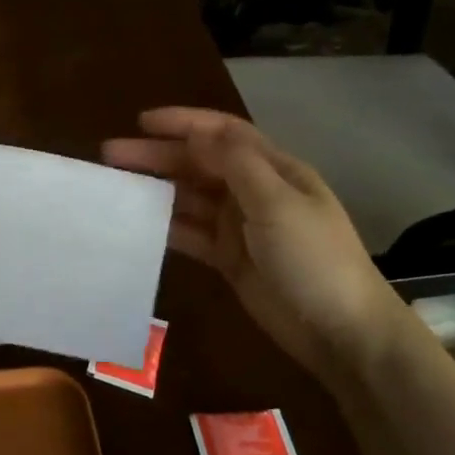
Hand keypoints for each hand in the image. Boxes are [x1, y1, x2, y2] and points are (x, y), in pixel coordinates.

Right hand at [103, 107, 412, 378]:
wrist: (343, 333)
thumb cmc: (314, 259)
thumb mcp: (277, 204)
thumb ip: (235, 165)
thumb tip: (197, 132)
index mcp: (273, 169)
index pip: (223, 133)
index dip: (183, 123)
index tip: (141, 122)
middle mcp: (254, 191)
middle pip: (198, 164)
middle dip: (158, 155)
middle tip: (111, 155)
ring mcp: (240, 226)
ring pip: (190, 198)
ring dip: (156, 189)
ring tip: (116, 187)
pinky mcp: (229, 258)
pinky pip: (190, 234)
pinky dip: (166, 227)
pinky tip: (137, 225)